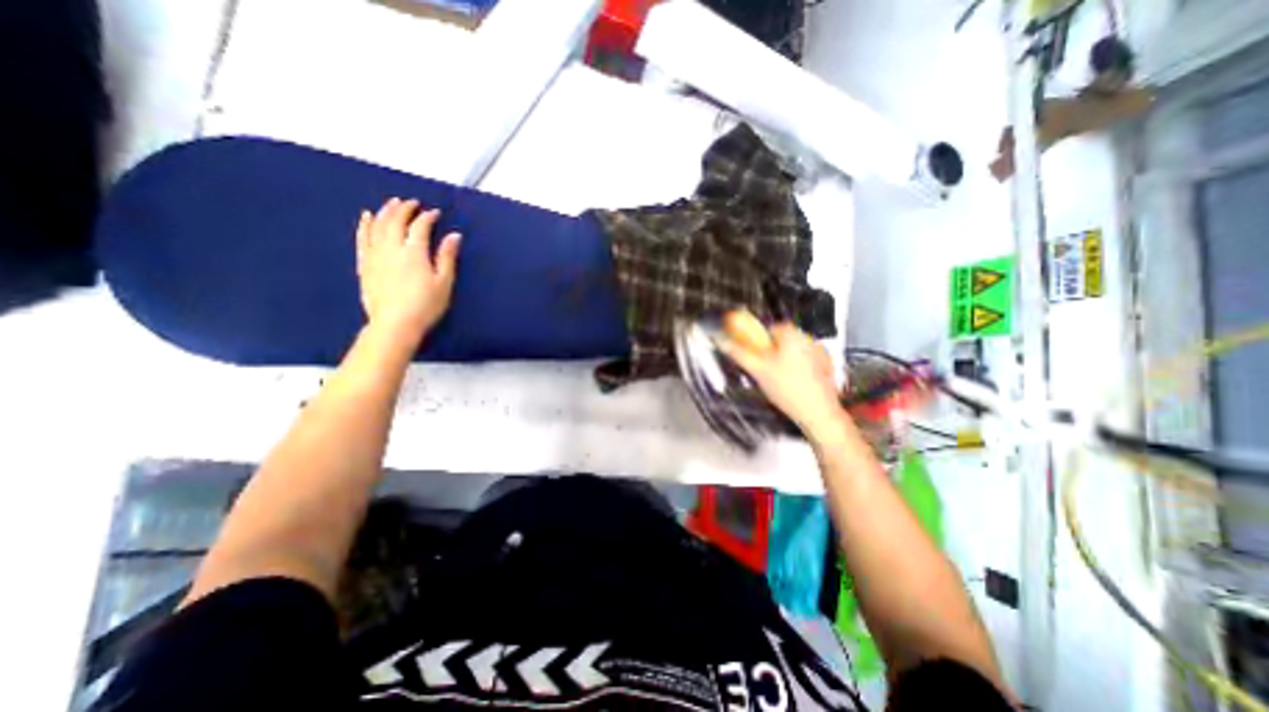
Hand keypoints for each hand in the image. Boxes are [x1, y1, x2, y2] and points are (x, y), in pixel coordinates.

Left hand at [357, 197, 462, 344]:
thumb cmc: (426, 305)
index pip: (420, 226)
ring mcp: (375, 254)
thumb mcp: (444, 282)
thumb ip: (447, 257)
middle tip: (412, 202)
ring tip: (392, 203)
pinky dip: (365, 225)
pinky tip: (367, 217)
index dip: (428, 217)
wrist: (395, 324)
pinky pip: (362, 238)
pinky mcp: (365, 264)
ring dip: (385, 211)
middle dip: (405, 208)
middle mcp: (392, 247)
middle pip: (396, 221)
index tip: (436, 213)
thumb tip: (454, 235)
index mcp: (414, 252)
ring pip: (377, 225)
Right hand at [723, 320, 852, 442]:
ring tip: (778, 380)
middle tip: (764, 370)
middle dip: (770, 353)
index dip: (758, 343)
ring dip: (782, 361)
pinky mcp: (826, 365)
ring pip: (791, 351)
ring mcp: (819, 351)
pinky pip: (804, 360)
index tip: (754, 356)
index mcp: (791, 333)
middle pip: (780, 340)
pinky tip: (793, 384)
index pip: (768, 329)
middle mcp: (807, 337)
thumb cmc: (789, 390)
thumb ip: (738, 352)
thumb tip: (722, 340)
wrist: (818, 412)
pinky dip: (796, 368)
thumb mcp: (757, 369)